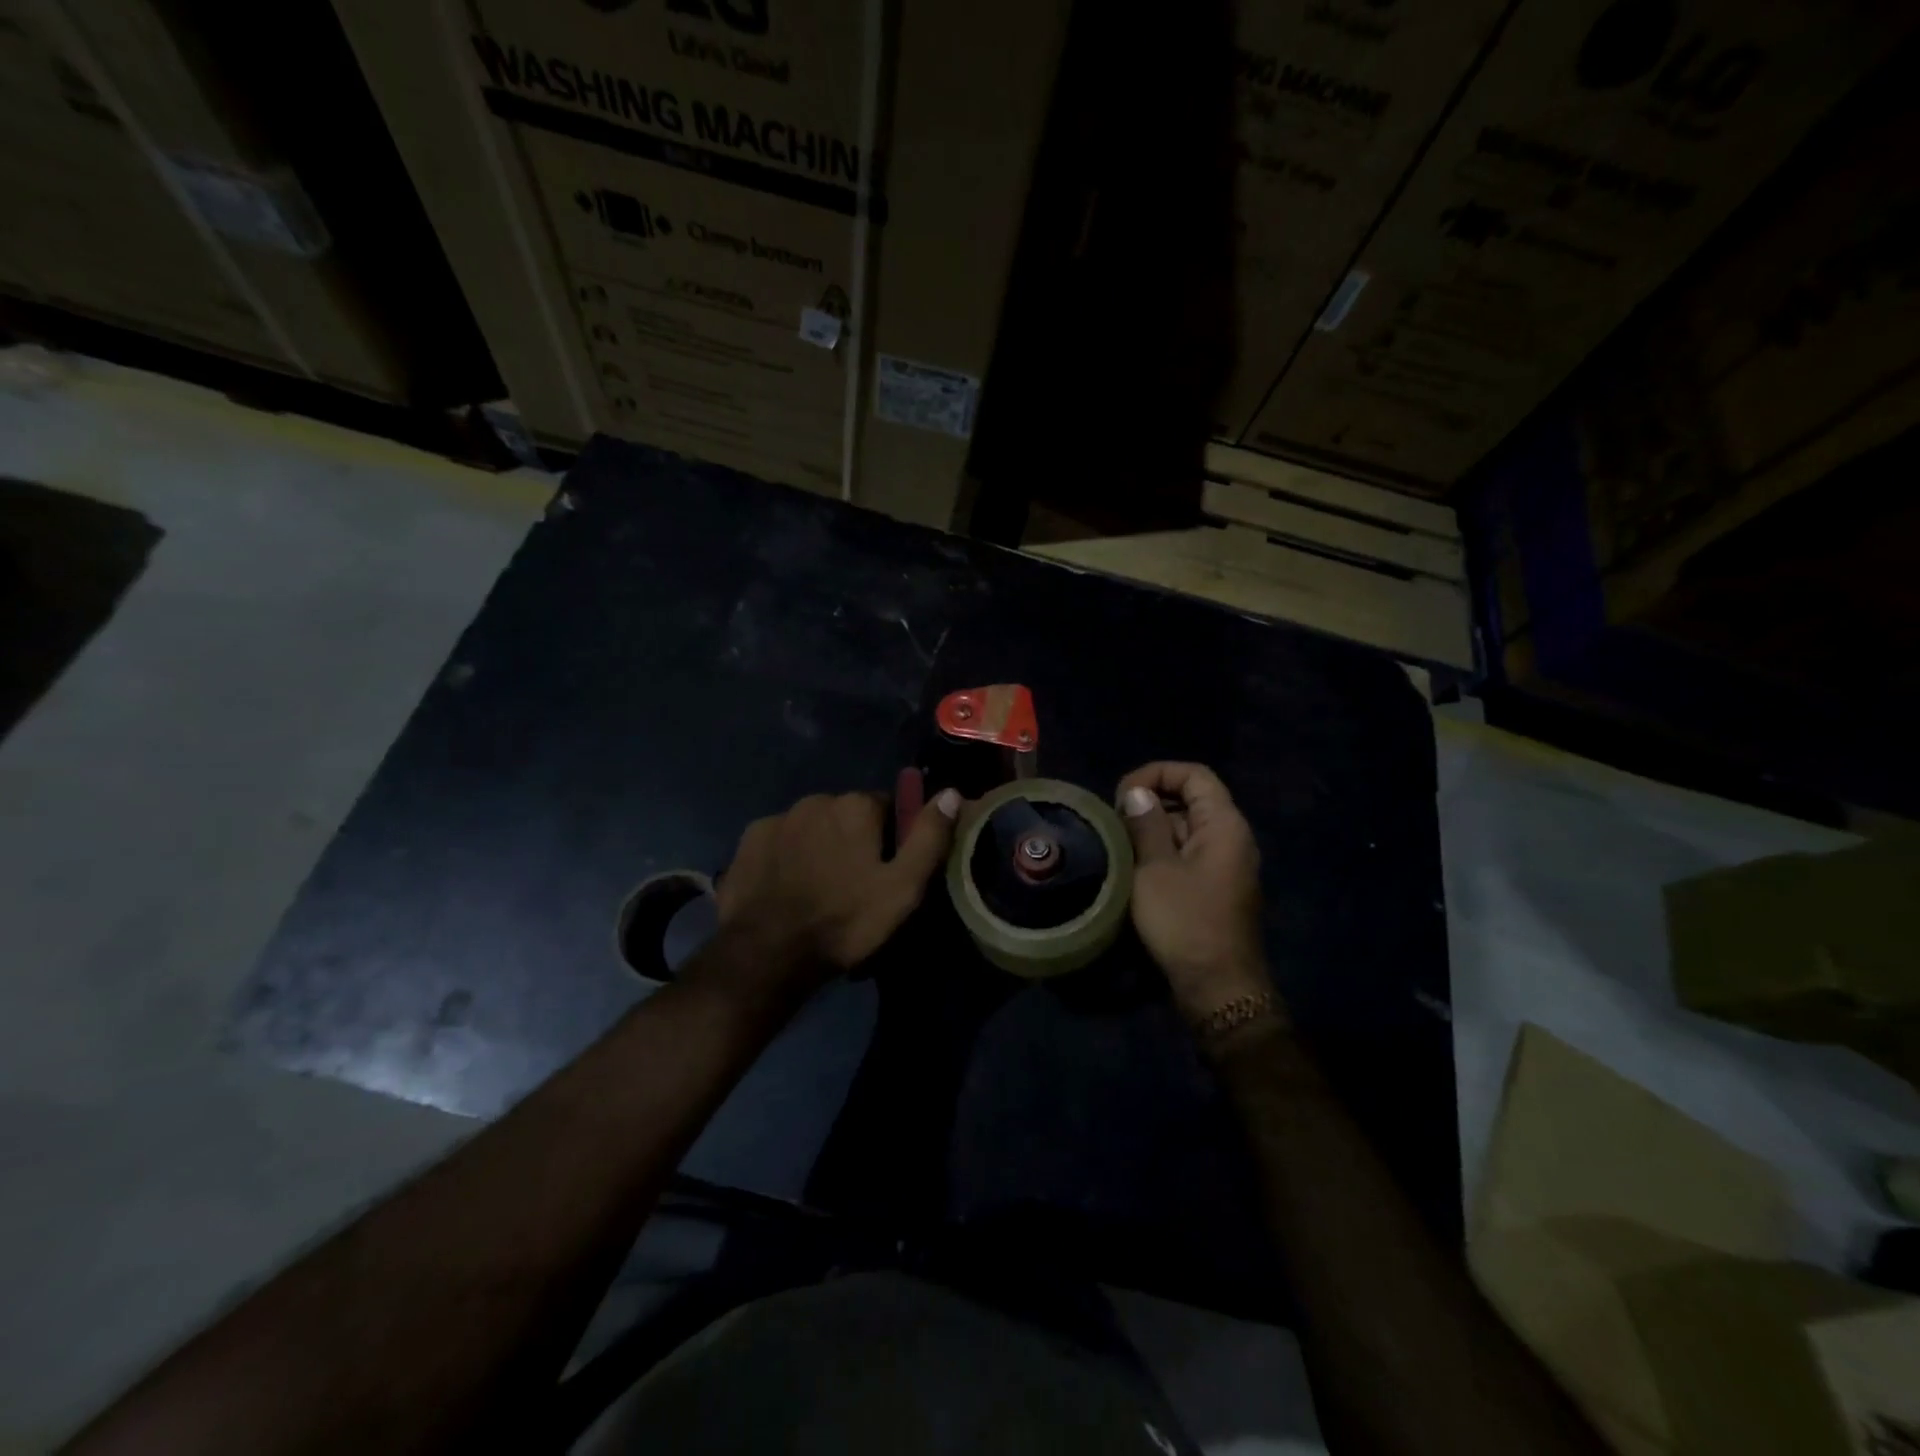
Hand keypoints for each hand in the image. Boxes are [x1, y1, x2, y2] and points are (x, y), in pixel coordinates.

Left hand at [711, 787, 961, 989]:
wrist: (768, 953)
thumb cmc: (845, 921)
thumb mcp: (903, 888)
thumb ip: (929, 838)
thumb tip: (952, 793)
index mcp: (856, 805)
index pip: (887, 807)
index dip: (891, 838)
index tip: (887, 871)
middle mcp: (816, 799)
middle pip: (847, 815)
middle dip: (854, 839)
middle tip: (854, 883)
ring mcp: (778, 818)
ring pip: (812, 826)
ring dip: (820, 845)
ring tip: (819, 888)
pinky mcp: (748, 840)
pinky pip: (780, 840)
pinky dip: (788, 856)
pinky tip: (788, 887)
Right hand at [1117, 762, 1272, 1024]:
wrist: (1218, 987)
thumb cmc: (1185, 922)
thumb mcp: (1154, 869)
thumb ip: (1146, 825)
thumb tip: (1138, 793)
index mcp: (1224, 825)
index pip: (1194, 774)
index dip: (1156, 774)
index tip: (1123, 795)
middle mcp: (1232, 838)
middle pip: (1192, 799)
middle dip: (1151, 802)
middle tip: (1115, 821)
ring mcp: (1227, 864)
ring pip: (1188, 828)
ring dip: (1154, 829)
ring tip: (1119, 843)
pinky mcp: (1217, 887)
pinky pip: (1190, 853)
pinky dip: (1163, 851)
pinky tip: (1136, 867)